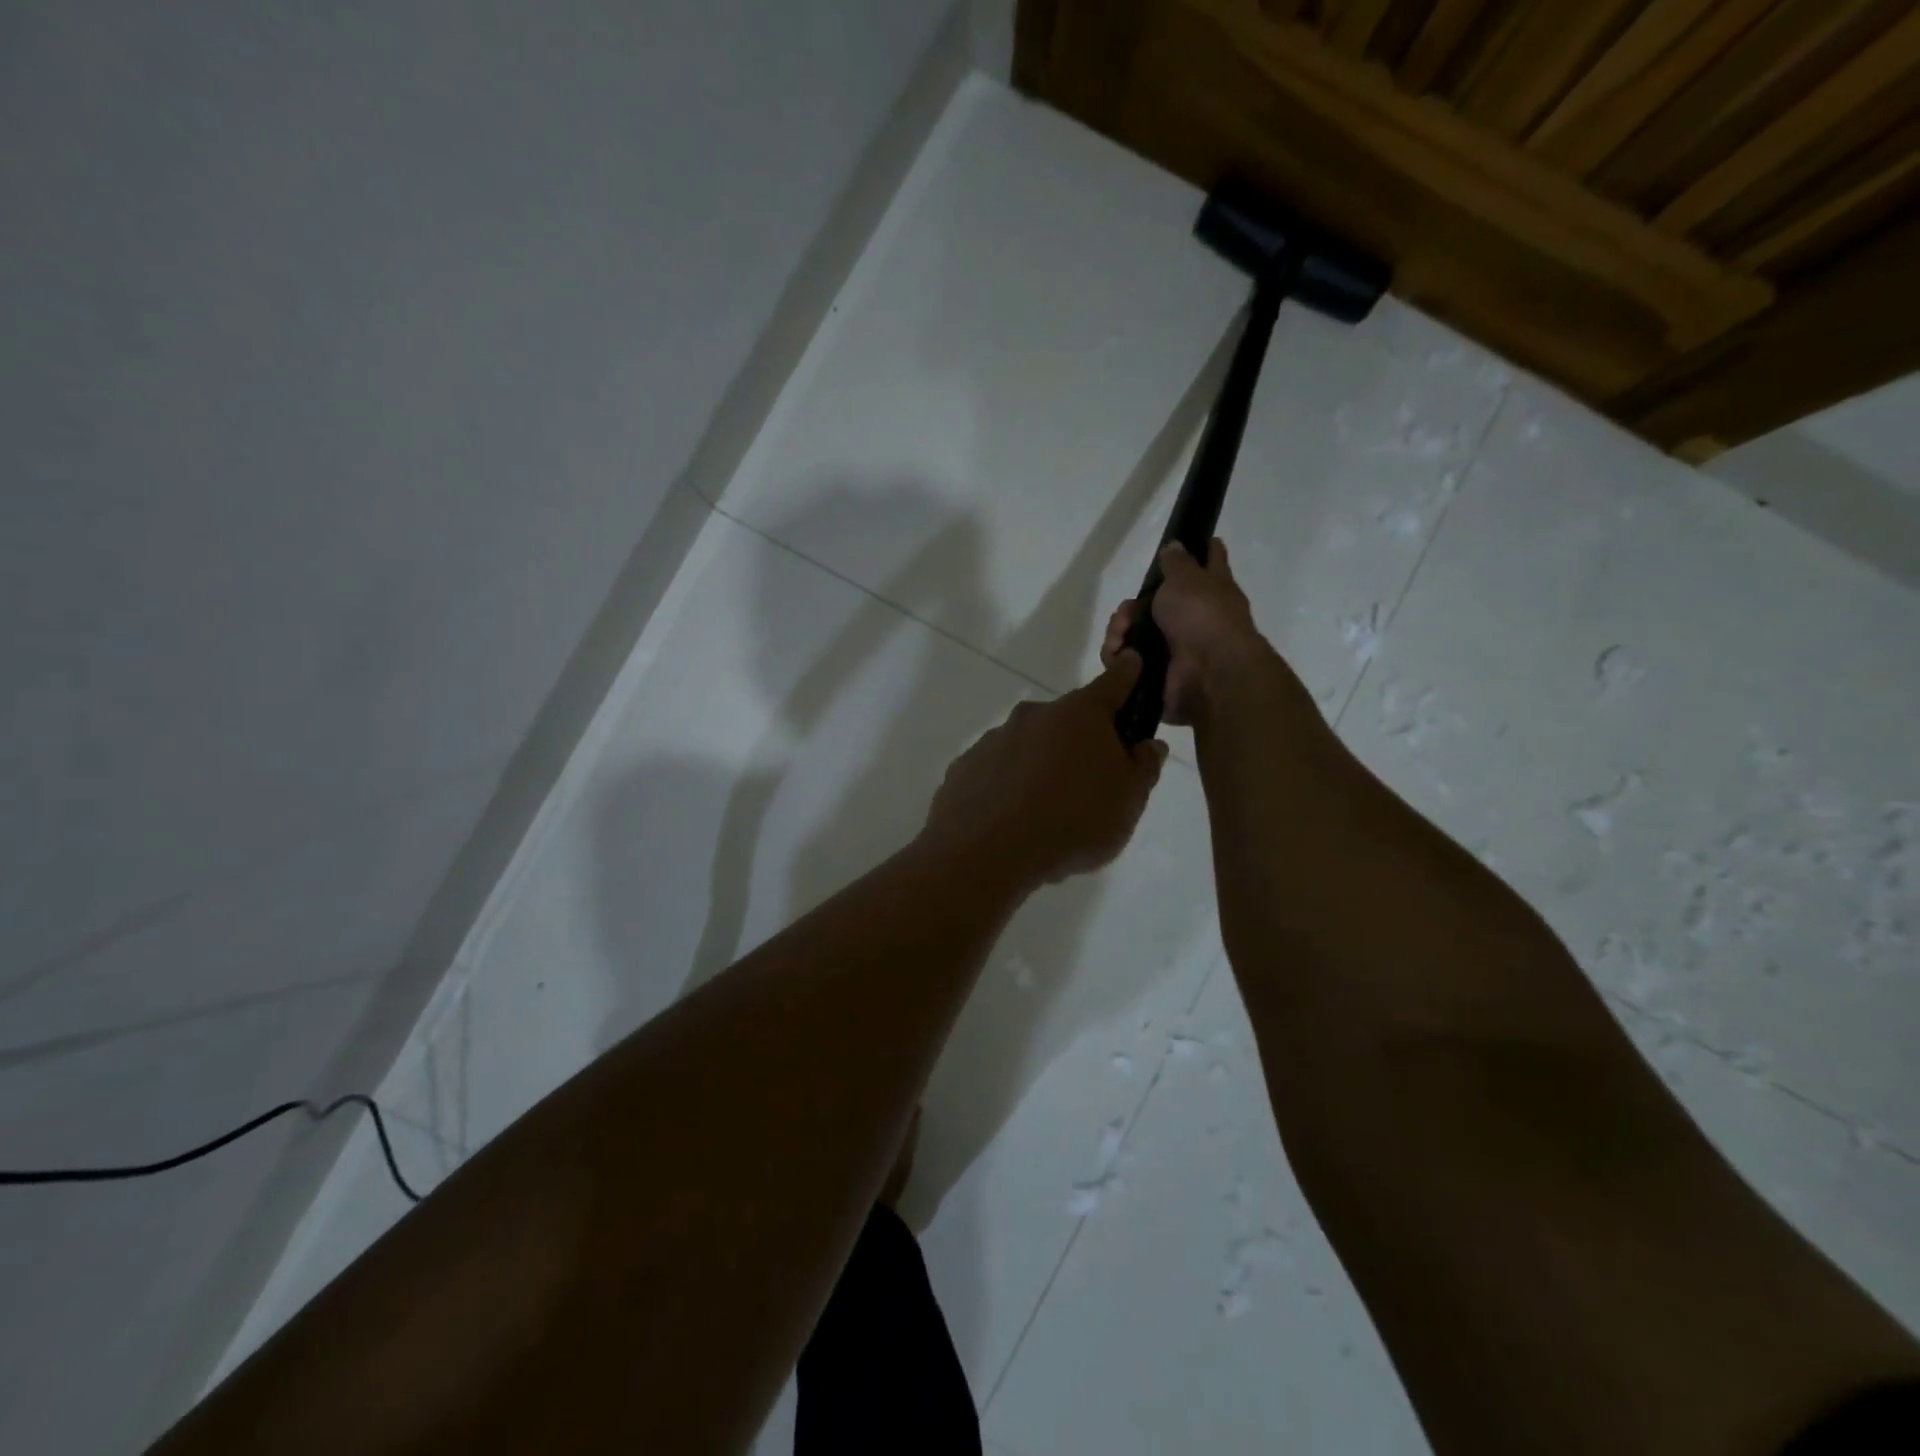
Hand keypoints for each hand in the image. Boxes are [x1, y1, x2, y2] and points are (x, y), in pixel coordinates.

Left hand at [923, 654, 1168, 888]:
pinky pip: (997, 769)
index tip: (1132, 660)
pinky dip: (1008, 784)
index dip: (1127, 674)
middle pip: (1067, 719)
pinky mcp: (965, 766)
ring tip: (1045, 809)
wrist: (987, 853)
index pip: (1113, 683)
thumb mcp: (1128, 802)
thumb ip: (1143, 768)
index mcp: (1081, 714)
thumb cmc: (1073, 823)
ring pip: (1029, 744)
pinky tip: (1011, 817)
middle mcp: (1034, 714)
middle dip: (1081, 740)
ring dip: (1041, 763)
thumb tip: (1148, 745)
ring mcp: (994, 738)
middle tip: (1089, 782)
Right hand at [1102, 539, 1265, 725]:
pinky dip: (1118, 657)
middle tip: (1126, 611)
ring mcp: (1175, 648)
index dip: (1202, 550)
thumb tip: (1175, 545)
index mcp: (1211, 590)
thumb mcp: (1187, 578)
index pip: (1209, 562)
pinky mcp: (1156, 673)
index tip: (1194, 543)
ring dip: (1120, 631)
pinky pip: (1127, 662)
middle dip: (1131, 607)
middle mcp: (1195, 619)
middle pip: (1154, 604)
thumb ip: (1177, 562)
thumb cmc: (1202, 615)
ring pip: (1135, 633)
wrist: (1208, 672)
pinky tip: (1118, 653)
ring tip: (1120, 635)